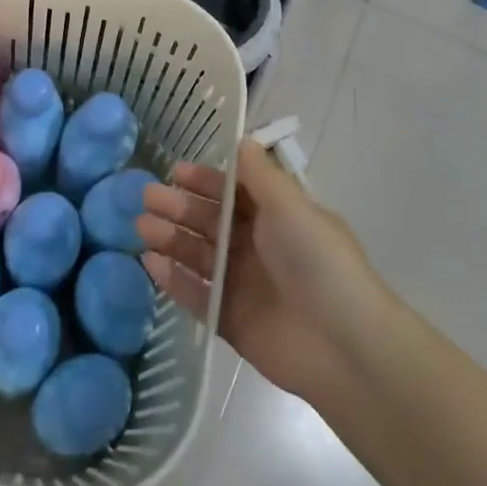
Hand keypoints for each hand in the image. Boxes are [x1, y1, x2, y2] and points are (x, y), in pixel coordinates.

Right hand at [138, 139, 374, 401]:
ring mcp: (243, 285)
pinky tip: (151, 263)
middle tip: (147, 197)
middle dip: (179, 207)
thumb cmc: (318, 263)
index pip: (234, 193)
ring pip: (198, 255)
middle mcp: (258, 248)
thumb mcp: (292, 208)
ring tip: (143, 227)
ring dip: (171, 238)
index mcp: (277, 219)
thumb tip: (243, 140)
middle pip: (211, 222)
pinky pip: (196, 294)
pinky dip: (174, 279)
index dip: (206, 181)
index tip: (175, 172)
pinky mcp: (230, 319)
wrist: (344, 345)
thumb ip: (261, 177)